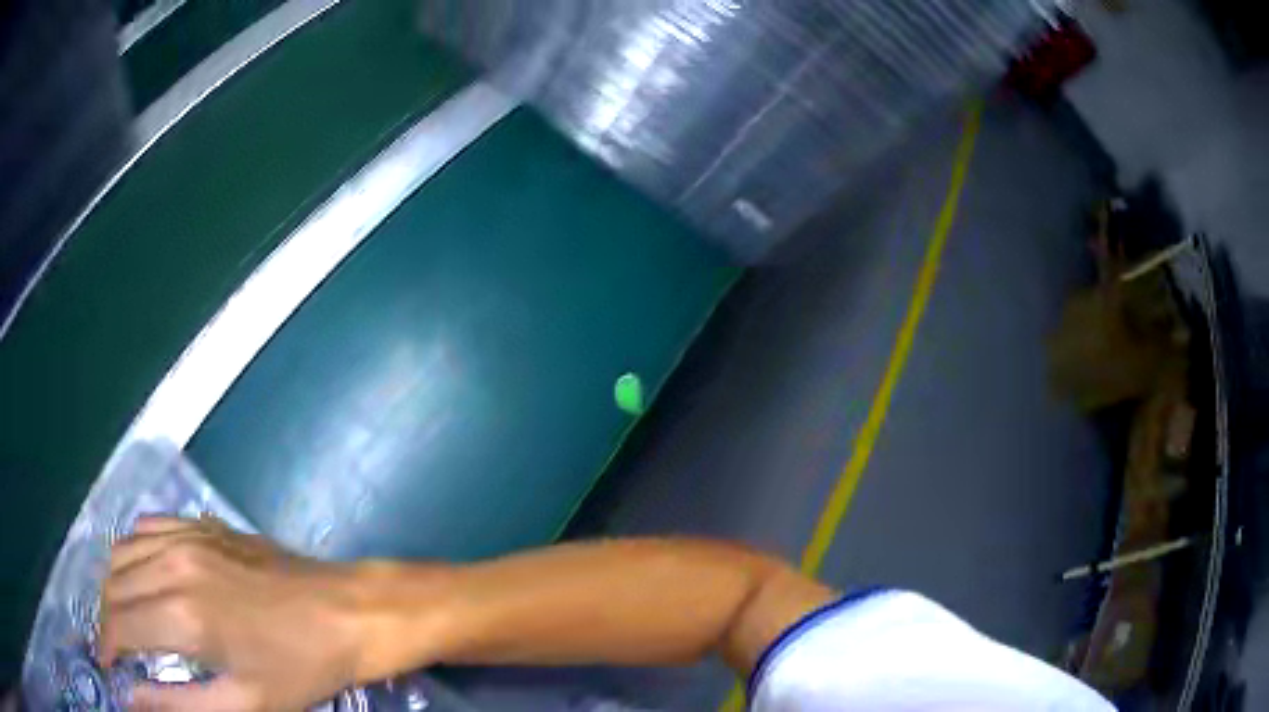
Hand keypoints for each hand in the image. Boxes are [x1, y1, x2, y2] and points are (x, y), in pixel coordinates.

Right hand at [99, 517, 364, 710]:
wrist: (345, 612)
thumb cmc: (299, 668)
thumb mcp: (242, 704)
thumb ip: (178, 705)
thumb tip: (132, 701)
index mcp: (181, 613)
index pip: (118, 626)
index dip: (105, 647)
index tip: (105, 666)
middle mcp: (172, 563)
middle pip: (114, 587)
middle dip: (106, 619)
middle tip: (115, 649)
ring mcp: (187, 535)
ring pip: (123, 552)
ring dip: (114, 586)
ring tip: (123, 618)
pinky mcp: (202, 524)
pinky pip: (147, 528)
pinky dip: (132, 553)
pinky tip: (142, 577)